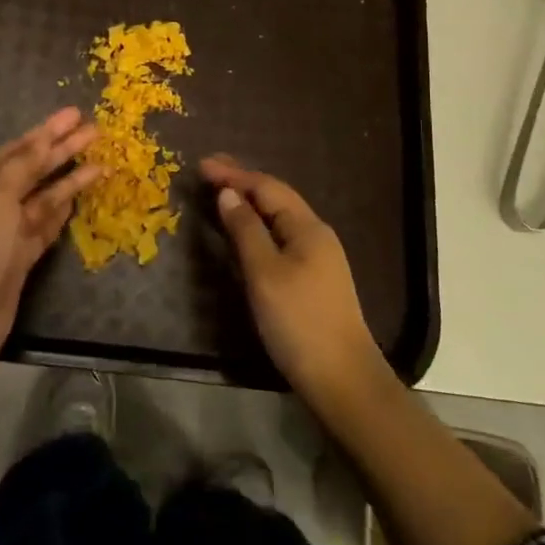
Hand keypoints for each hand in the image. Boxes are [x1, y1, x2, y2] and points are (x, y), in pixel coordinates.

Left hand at [0, 107, 100, 380]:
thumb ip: (22, 166)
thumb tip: (42, 138)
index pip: (18, 149)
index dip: (46, 131)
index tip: (74, 114)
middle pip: (34, 170)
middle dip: (63, 149)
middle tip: (95, 130)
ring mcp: (8, 232)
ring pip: (44, 197)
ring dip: (70, 179)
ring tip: (101, 162)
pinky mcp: (22, 257)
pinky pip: (46, 225)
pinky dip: (62, 210)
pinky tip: (79, 196)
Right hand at [201, 155, 384, 404]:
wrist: (342, 379)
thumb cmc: (299, 321)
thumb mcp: (265, 273)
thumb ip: (245, 230)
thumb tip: (228, 193)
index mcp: (307, 227)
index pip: (266, 187)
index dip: (234, 174)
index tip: (201, 164)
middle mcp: (315, 234)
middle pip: (275, 198)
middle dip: (242, 182)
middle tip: (209, 171)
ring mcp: (317, 257)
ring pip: (278, 218)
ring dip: (249, 203)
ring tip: (221, 194)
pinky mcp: (313, 279)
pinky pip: (280, 237)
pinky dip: (258, 226)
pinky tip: (245, 233)